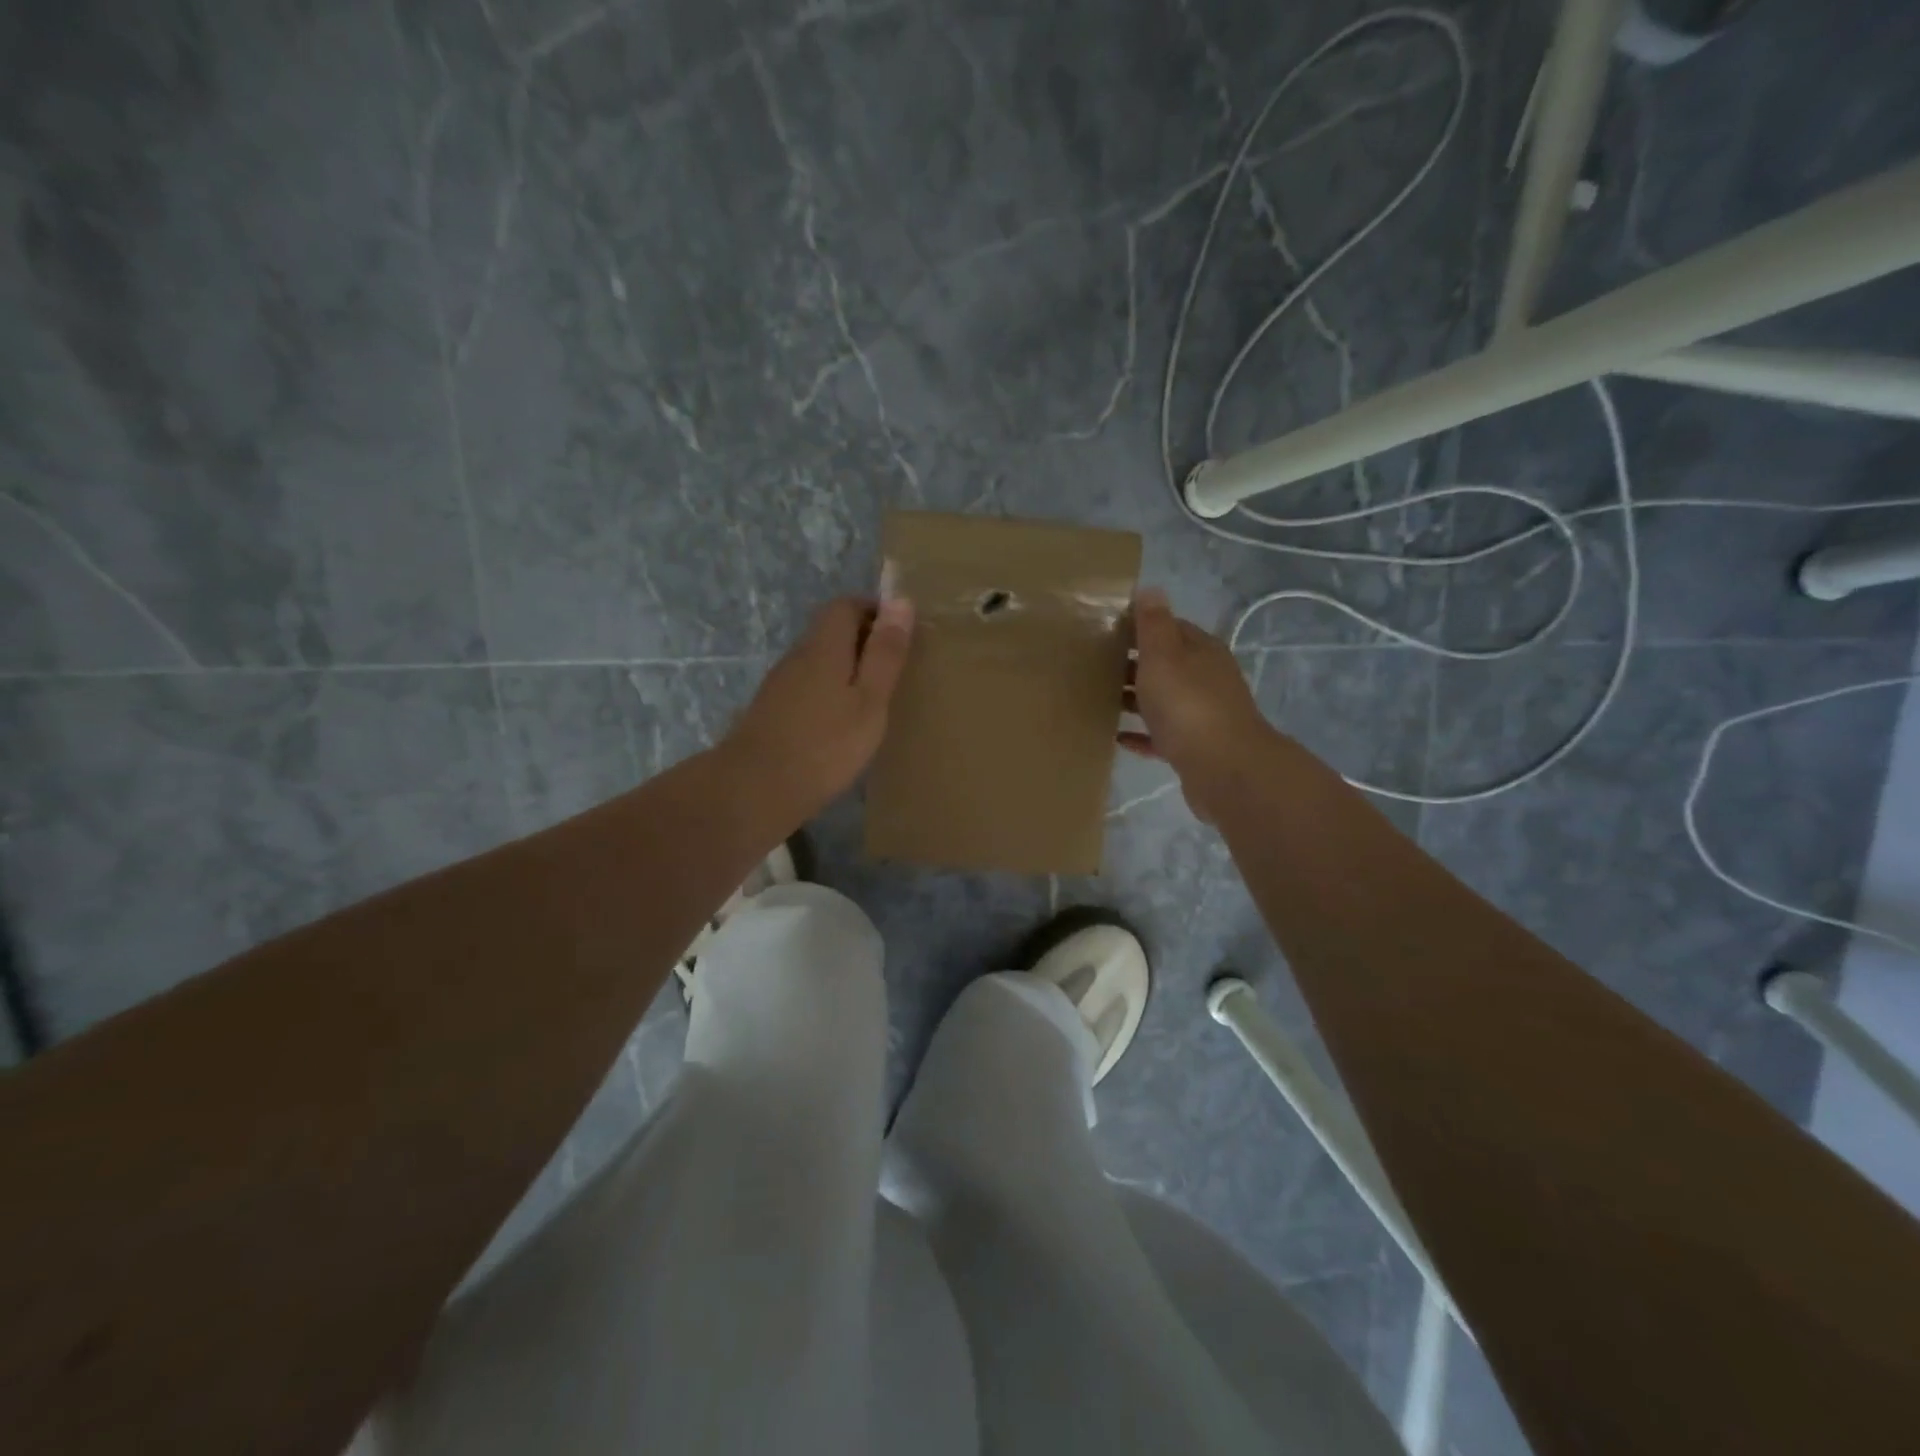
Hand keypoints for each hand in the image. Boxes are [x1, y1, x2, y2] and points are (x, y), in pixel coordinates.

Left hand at [725, 595, 914, 822]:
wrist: (755, 790)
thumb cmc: (825, 745)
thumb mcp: (870, 700)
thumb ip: (885, 653)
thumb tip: (901, 601)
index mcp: (823, 646)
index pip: (846, 606)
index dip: (875, 611)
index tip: (901, 634)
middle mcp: (797, 657)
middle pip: (830, 632)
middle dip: (864, 640)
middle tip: (895, 668)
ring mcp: (780, 685)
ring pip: (819, 661)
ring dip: (847, 669)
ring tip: (875, 698)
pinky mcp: (772, 712)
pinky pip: (808, 686)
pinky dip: (830, 693)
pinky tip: (842, 724)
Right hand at [1121, 587, 1274, 820]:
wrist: (1224, 769)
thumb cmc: (1188, 705)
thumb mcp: (1164, 656)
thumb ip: (1154, 625)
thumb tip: (1150, 588)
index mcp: (1201, 651)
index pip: (1169, 628)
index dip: (1138, 627)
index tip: (1104, 631)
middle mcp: (1206, 679)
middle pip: (1165, 665)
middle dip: (1133, 664)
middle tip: (1092, 666)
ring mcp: (1202, 715)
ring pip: (1163, 701)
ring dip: (1135, 699)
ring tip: (1098, 699)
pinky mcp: (1194, 748)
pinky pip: (1161, 736)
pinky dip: (1141, 735)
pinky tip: (1117, 738)